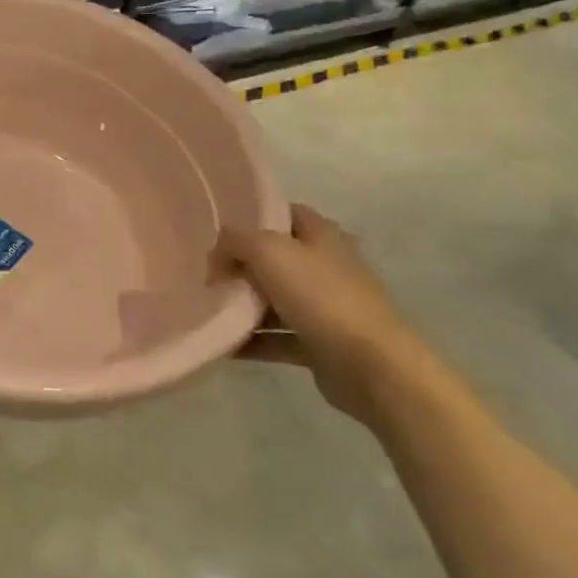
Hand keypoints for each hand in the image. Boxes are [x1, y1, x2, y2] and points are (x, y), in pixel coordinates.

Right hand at [223, 204, 438, 422]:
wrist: (369, 365)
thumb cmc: (321, 296)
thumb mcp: (268, 251)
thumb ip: (236, 241)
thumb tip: (217, 251)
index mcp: (323, 235)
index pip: (284, 213)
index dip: (252, 216)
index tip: (217, 229)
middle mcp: (327, 266)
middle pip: (276, 257)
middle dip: (242, 264)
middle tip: (207, 271)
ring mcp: (326, 306)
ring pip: (275, 299)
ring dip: (244, 304)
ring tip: (207, 307)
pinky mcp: (321, 343)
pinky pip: (277, 337)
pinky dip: (253, 340)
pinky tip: (223, 344)